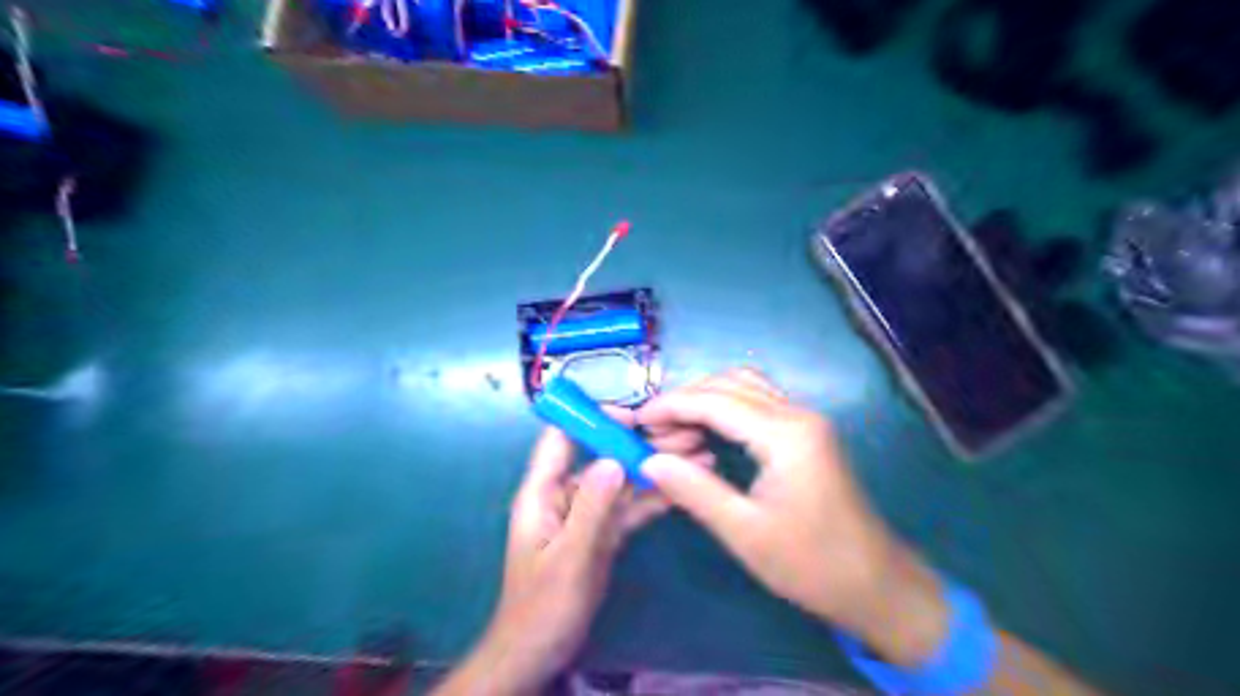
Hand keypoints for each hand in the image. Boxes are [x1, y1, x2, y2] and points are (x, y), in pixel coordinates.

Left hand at [436, 409, 712, 694]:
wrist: (538, 652)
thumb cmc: (543, 606)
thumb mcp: (568, 558)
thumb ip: (590, 509)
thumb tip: (613, 459)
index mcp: (542, 492)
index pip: (561, 438)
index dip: (591, 420)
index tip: (632, 418)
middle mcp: (565, 495)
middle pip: (601, 456)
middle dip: (638, 445)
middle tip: (684, 438)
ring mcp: (586, 513)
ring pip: (620, 482)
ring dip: (654, 470)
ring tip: (697, 459)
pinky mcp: (602, 532)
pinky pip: (628, 508)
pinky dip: (652, 498)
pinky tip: (682, 490)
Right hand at [638, 370, 951, 669]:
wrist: (875, 584)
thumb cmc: (810, 564)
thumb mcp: (745, 532)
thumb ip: (694, 490)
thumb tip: (648, 461)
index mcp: (785, 434)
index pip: (715, 401)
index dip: (671, 405)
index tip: (637, 421)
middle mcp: (797, 414)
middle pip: (728, 384)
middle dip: (685, 400)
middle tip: (653, 432)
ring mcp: (805, 420)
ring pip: (744, 387)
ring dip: (705, 400)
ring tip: (675, 432)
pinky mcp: (807, 432)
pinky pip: (757, 402)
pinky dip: (725, 408)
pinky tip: (706, 433)